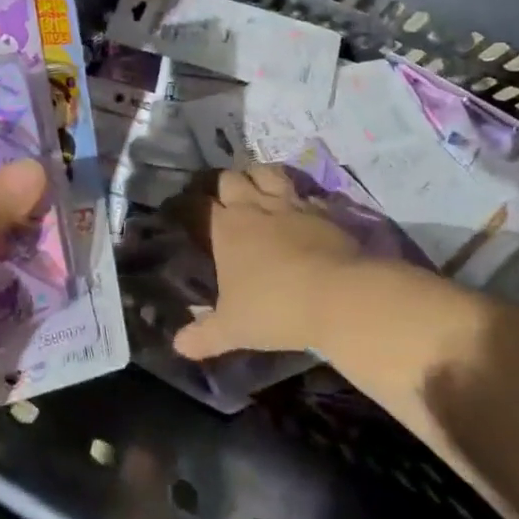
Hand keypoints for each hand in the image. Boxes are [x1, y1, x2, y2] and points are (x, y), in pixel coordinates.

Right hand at [172, 166, 365, 360]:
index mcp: (226, 228)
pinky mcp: (324, 209)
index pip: (199, 204)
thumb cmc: (275, 308)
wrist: (340, 295)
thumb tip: (178, 346)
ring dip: (260, 177)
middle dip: (226, 186)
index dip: (193, 205)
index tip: (190, 212)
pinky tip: (300, 209)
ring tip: (259, 190)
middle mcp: (254, 207)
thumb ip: (204, 335)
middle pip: (231, 178)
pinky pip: (305, 193)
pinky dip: (299, 197)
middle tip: (227, 202)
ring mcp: (291, 204)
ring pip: (267, 173)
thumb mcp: (233, 329)